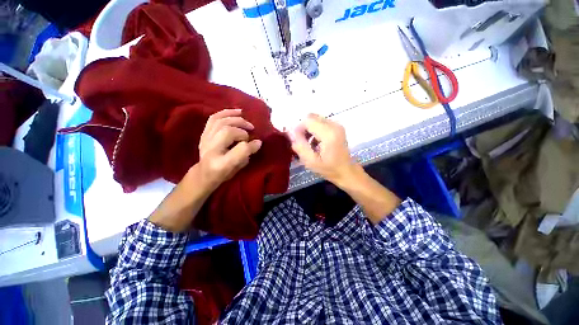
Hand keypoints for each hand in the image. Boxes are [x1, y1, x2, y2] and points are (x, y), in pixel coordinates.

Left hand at [196, 109, 261, 190]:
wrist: (203, 173)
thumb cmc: (223, 173)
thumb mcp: (238, 169)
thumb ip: (247, 155)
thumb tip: (256, 142)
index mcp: (221, 164)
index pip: (239, 150)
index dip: (251, 145)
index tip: (258, 142)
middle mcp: (211, 150)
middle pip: (228, 132)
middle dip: (242, 131)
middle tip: (251, 131)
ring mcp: (205, 140)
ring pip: (220, 122)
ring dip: (236, 119)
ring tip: (246, 121)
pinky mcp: (203, 133)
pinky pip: (214, 118)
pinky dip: (226, 112)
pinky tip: (237, 112)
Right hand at [291, 114, 358, 186]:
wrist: (346, 171)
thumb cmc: (329, 169)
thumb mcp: (311, 162)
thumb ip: (300, 147)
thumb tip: (291, 134)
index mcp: (329, 134)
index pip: (308, 120)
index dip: (299, 129)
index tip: (297, 141)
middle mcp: (334, 125)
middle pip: (311, 118)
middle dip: (303, 129)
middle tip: (302, 143)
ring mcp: (337, 125)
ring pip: (315, 119)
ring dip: (308, 130)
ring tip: (309, 144)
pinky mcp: (337, 127)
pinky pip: (320, 123)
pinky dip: (314, 131)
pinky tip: (315, 143)